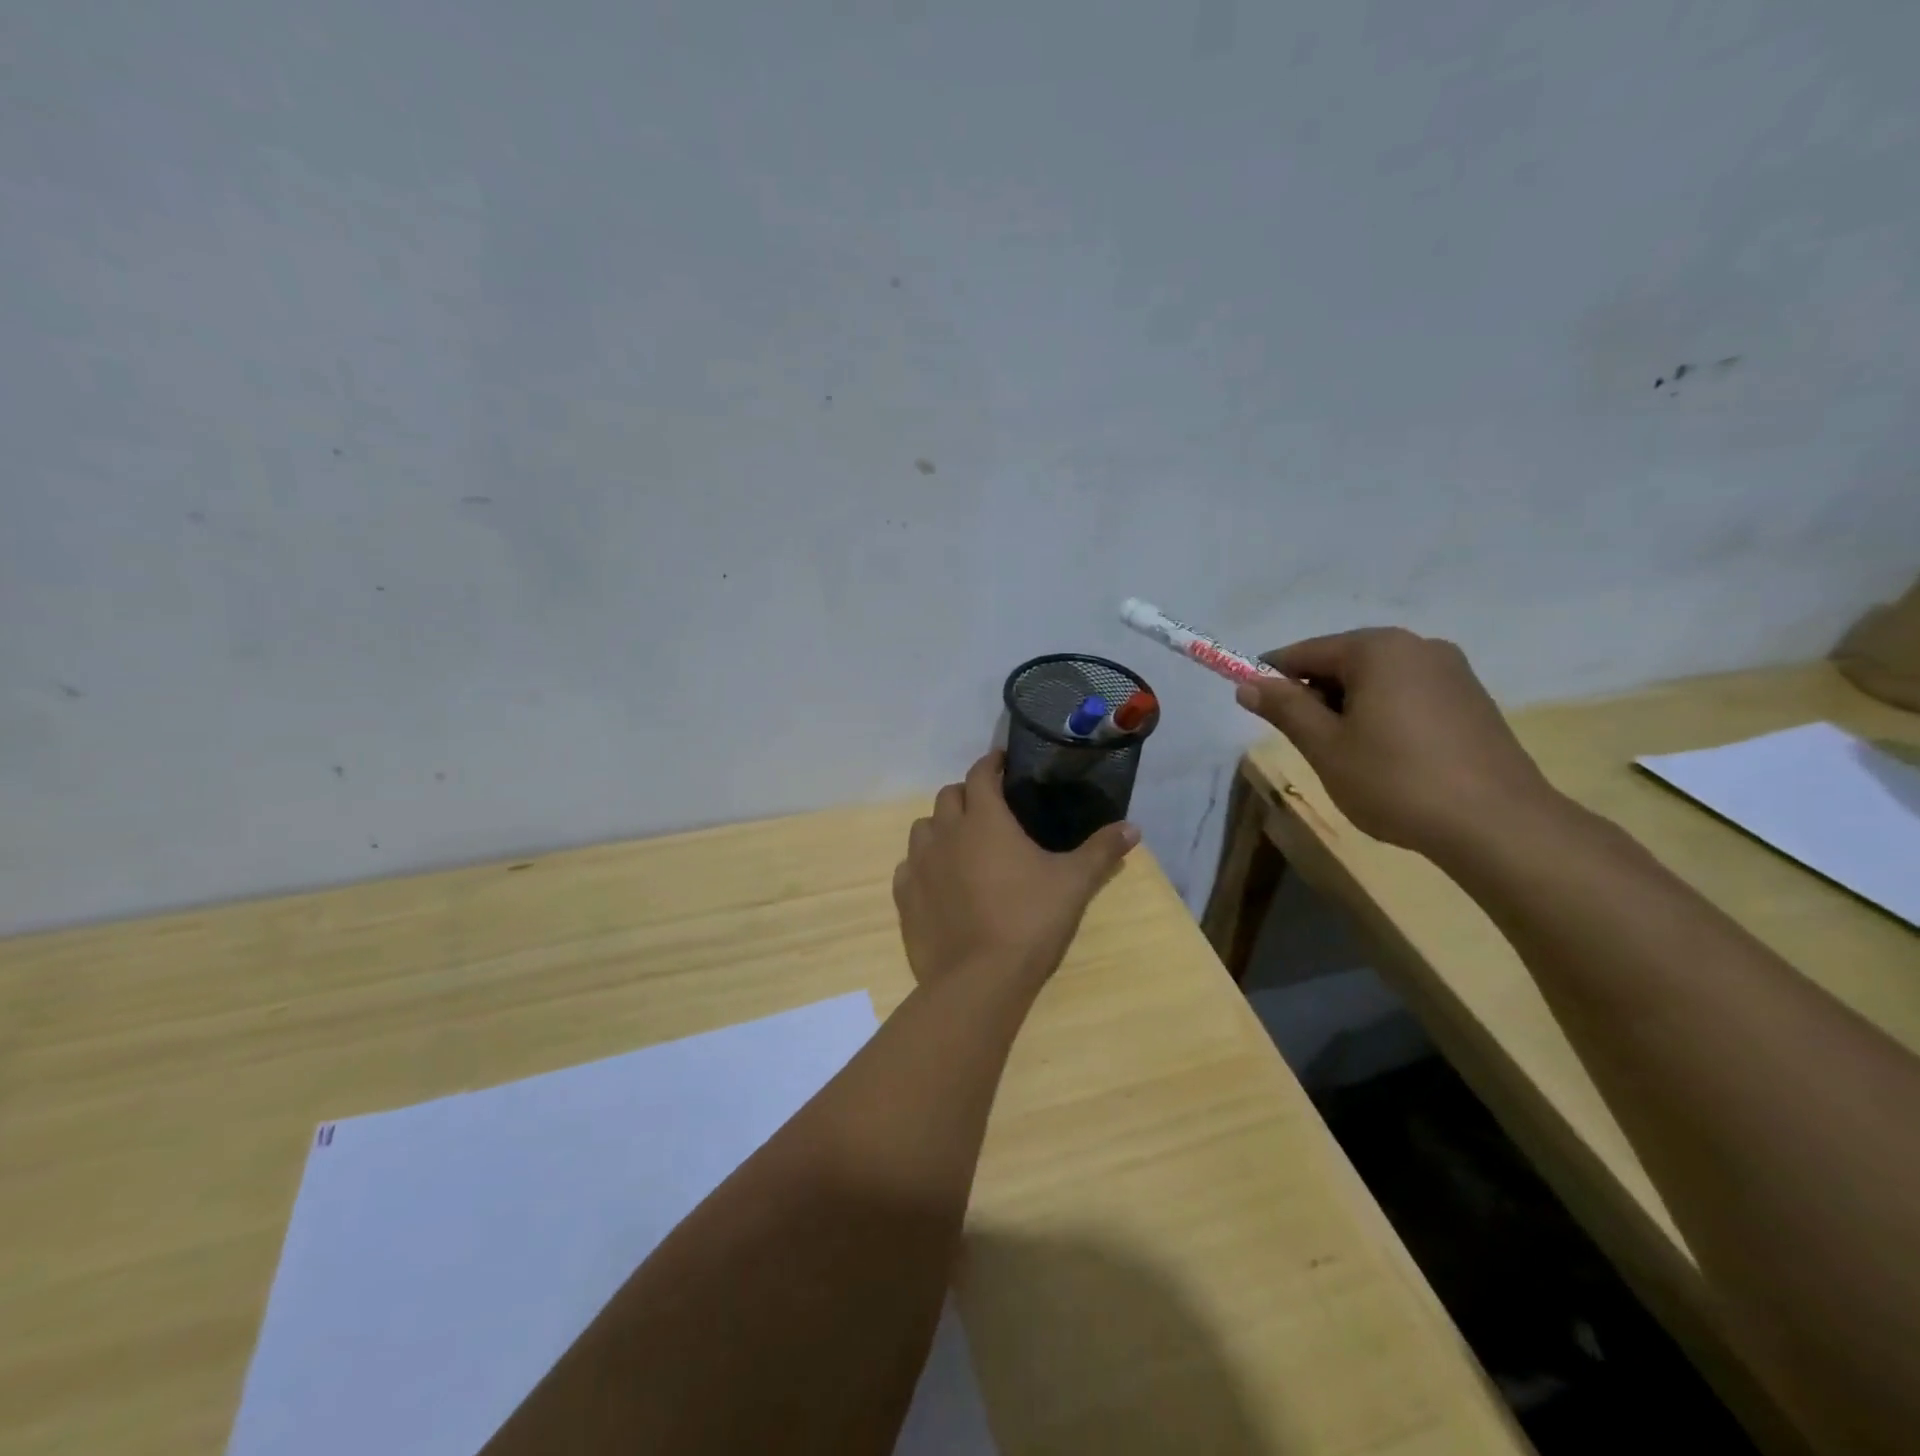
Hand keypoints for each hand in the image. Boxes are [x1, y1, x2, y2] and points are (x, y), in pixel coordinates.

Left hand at [893, 752, 1138, 992]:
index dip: (991, 763)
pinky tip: (939, 880)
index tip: (1001, 762)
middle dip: (967, 794)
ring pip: (923, 828)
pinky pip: (909, 866)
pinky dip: (923, 863)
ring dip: (941, 826)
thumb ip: (1101, 851)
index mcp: (984, 820)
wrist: (979, 980)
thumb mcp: (1074, 884)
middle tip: (989, 807)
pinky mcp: (905, 897)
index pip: (981, 774)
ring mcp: (920, 865)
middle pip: (948, 796)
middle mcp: (946, 833)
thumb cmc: (1030, 922)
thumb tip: (1133, 827)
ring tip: (961, 842)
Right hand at [1235, 628, 1559, 854]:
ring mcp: (1452, 671)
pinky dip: (1383, 714)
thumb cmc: (1395, 780)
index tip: (1254, 705)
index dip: (1272, 677)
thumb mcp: (1325, 746)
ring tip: (1347, 754)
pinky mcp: (1472, 699)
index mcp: (1377, 649)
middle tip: (1305, 741)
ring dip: (1350, 707)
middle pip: (1343, 661)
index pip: (1305, 652)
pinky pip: (1408, 694)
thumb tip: (1247, 685)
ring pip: (1377, 680)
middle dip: (1315, 695)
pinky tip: (1387, 756)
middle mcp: (1417, 646)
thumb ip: (1285, 709)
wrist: (1496, 824)